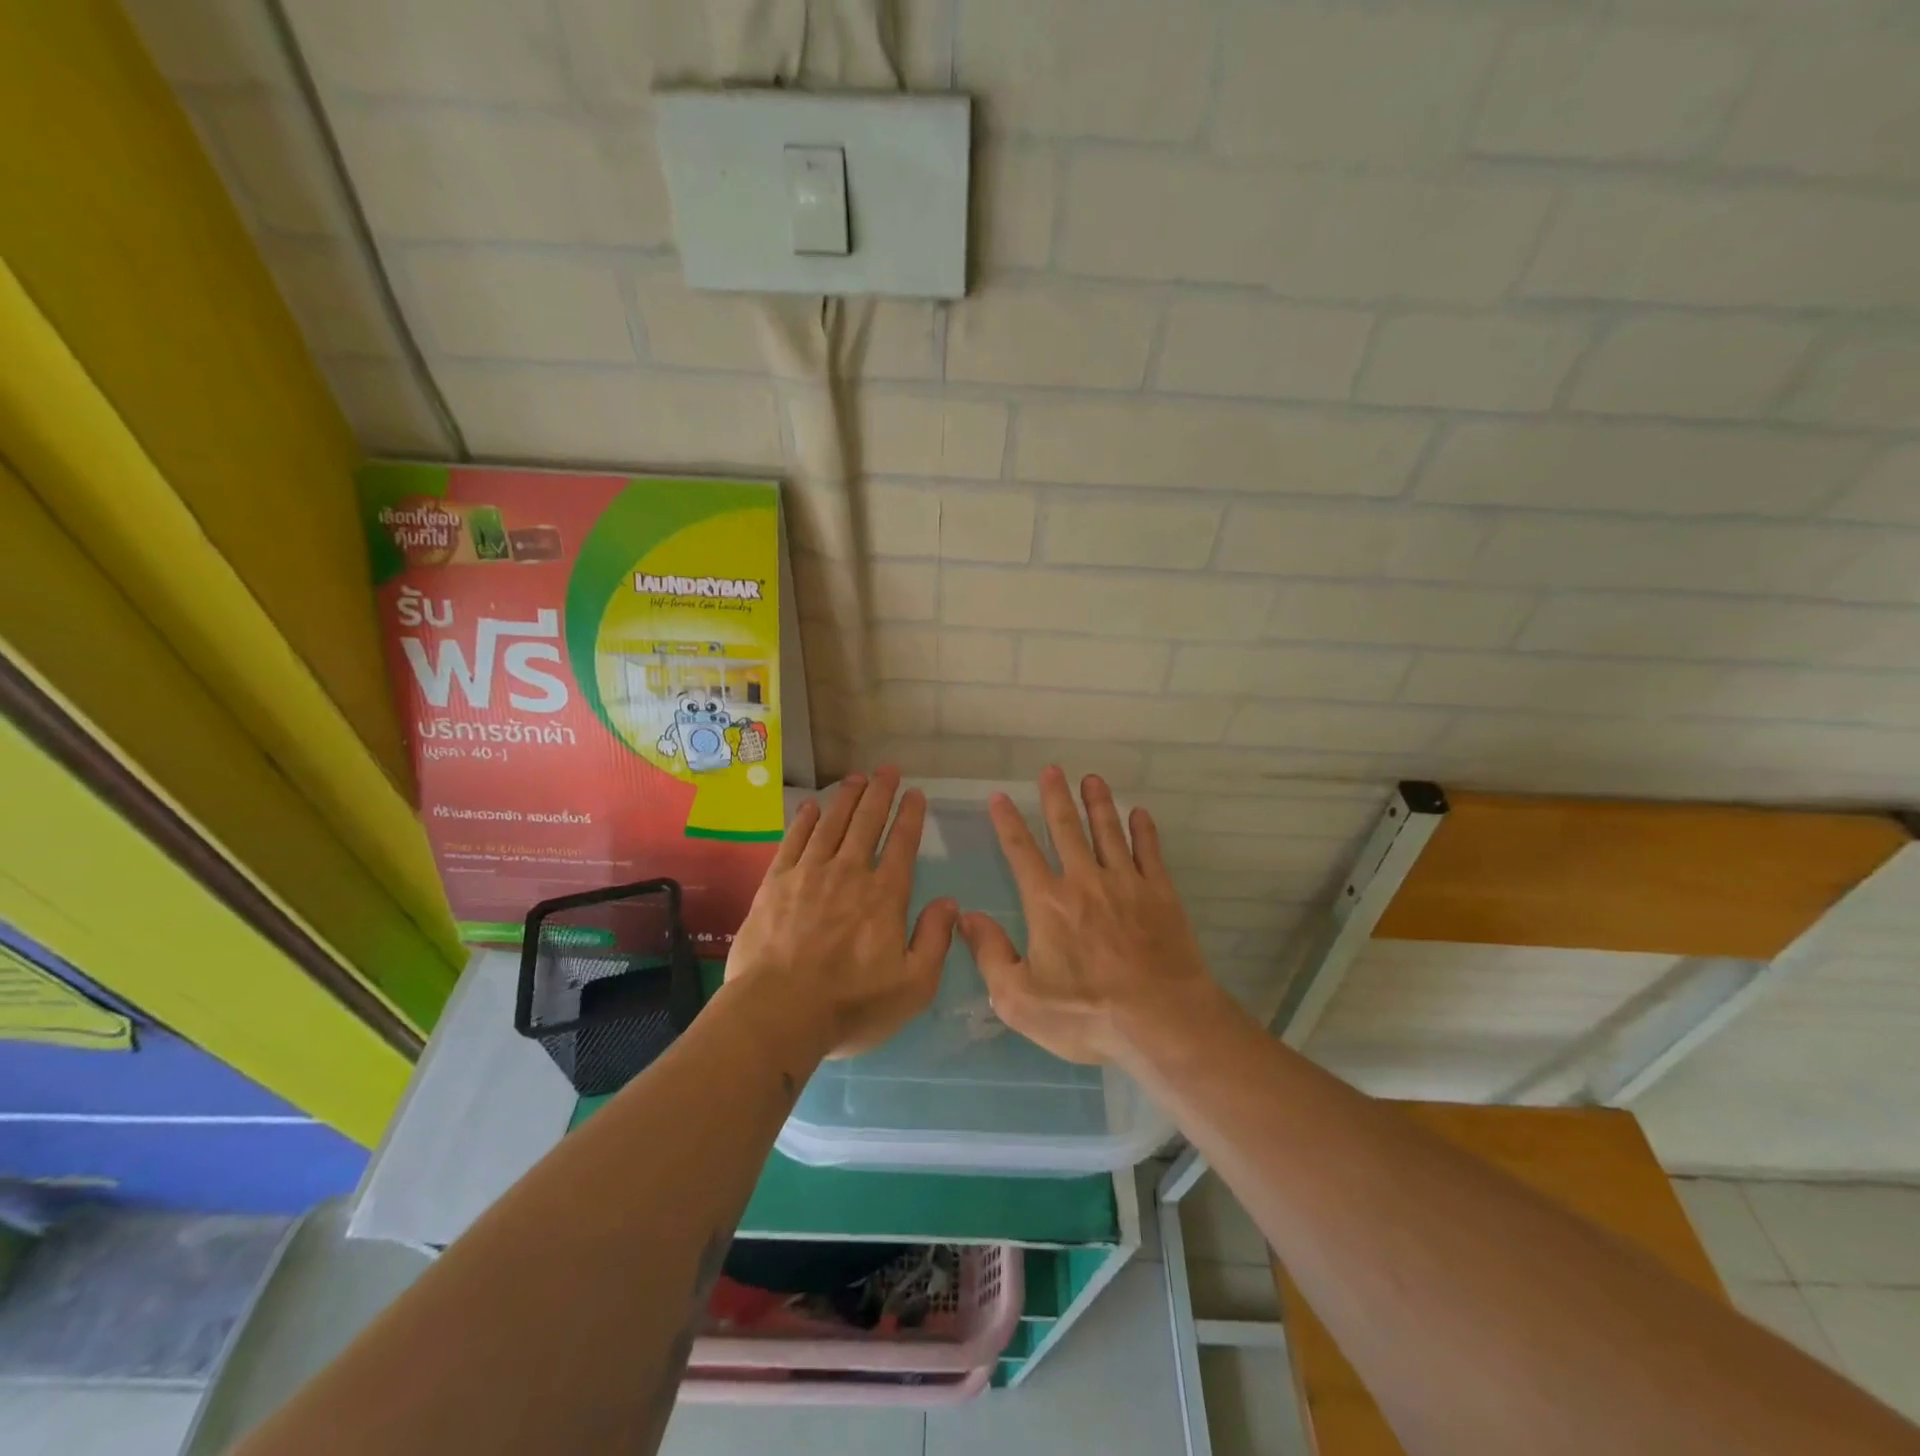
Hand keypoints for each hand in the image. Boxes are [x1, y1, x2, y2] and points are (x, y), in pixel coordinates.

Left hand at [726, 769, 956, 1058]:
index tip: (915, 793)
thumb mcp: (913, 986)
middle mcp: (849, 873)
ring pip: (832, 824)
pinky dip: (804, 820)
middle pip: (866, 823)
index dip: (910, 816)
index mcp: (884, 896)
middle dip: (880, 793)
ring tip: (857, 777)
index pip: (902, 844)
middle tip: (887, 769)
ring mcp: (809, 874)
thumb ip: (935, 940)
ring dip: (846, 798)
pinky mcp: (775, 884)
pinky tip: (810, 807)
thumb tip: (950, 902)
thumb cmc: (851, 1005)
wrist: (777, 1013)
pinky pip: (793, 841)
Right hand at [959, 767, 1218, 1065]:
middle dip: (1056, 797)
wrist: (1162, 1021)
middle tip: (1051, 769)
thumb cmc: (1087, 1014)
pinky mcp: (1161, 895)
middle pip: (1067, 829)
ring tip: (1092, 779)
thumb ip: (990, 954)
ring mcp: (1127, 884)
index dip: (1008, 822)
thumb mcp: (1020, 1000)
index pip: (1021, 852)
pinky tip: (1140, 814)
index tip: (1000, 796)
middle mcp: (1085, 881)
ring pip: (1109, 832)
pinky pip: (1150, 853)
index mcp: (1048, 902)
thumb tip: (965, 917)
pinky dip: (1144, 831)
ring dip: (1099, 803)